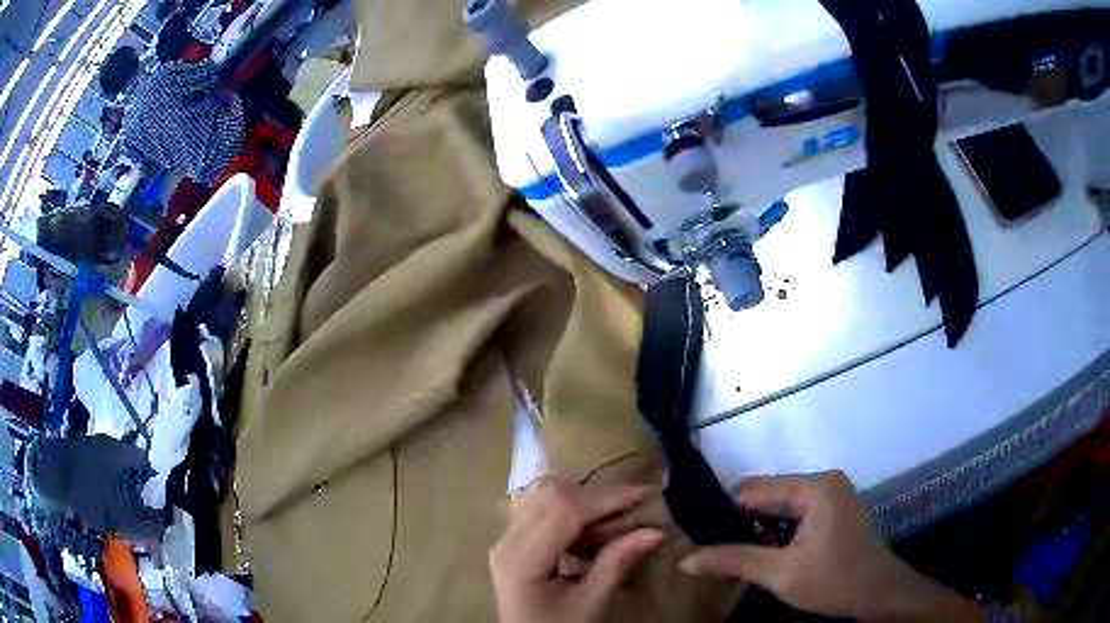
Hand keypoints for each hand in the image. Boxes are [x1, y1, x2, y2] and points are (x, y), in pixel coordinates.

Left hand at [489, 478, 664, 622]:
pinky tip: (592, 533)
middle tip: (631, 513)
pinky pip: (541, 512)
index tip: (643, 495)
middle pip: (551, 497)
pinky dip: (571, 514)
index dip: (605, 499)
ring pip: (545, 498)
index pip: (563, 511)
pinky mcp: (512, 543)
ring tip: (614, 525)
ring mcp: (505, 540)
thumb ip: (616, 564)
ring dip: (583, 504)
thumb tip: (654, 531)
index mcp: (520, 559)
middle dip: (596, 499)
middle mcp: (506, 541)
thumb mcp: (590, 604)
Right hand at [679, 472, 985, 621]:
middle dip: (742, 525)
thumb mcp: (781, 575)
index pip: (754, 489)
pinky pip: (795, 516)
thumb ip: (734, 561)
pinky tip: (767, 557)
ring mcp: (832, 496)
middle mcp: (824, 482)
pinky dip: (778, 535)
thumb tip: (685, 560)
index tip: (699, 536)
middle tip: (715, 553)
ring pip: (780, 509)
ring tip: (738, 558)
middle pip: (768, 497)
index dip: (724, 512)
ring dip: (760, 532)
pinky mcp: (834, 511)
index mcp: (815, 487)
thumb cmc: (835, 581)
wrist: (880, 594)